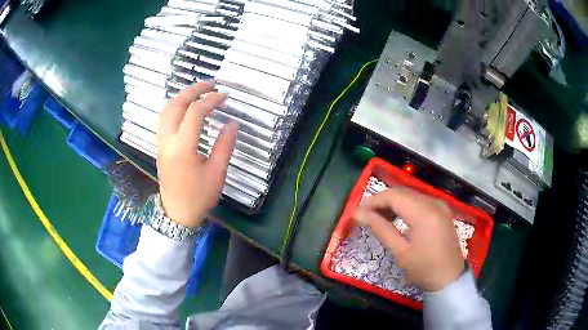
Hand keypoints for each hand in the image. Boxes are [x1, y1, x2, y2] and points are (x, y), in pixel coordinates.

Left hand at [156, 82, 237, 227]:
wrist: (177, 213)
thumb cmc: (198, 196)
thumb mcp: (217, 173)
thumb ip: (224, 146)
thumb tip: (232, 123)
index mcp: (183, 147)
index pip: (195, 112)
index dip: (211, 100)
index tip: (225, 97)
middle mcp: (167, 141)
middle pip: (176, 105)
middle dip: (193, 90)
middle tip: (210, 84)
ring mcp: (160, 143)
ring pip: (166, 110)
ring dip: (181, 96)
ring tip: (197, 91)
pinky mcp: (159, 146)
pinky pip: (163, 119)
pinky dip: (174, 106)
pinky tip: (184, 107)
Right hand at [354, 187, 464, 291]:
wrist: (449, 278)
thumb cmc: (424, 268)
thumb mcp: (400, 251)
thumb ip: (380, 228)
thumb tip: (358, 214)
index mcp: (424, 212)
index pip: (393, 196)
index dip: (373, 200)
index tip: (358, 211)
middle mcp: (433, 202)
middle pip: (402, 192)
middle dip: (382, 201)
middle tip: (365, 215)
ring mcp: (439, 204)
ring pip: (410, 195)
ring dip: (393, 203)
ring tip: (379, 218)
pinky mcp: (442, 210)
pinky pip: (419, 201)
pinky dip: (405, 206)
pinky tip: (398, 218)